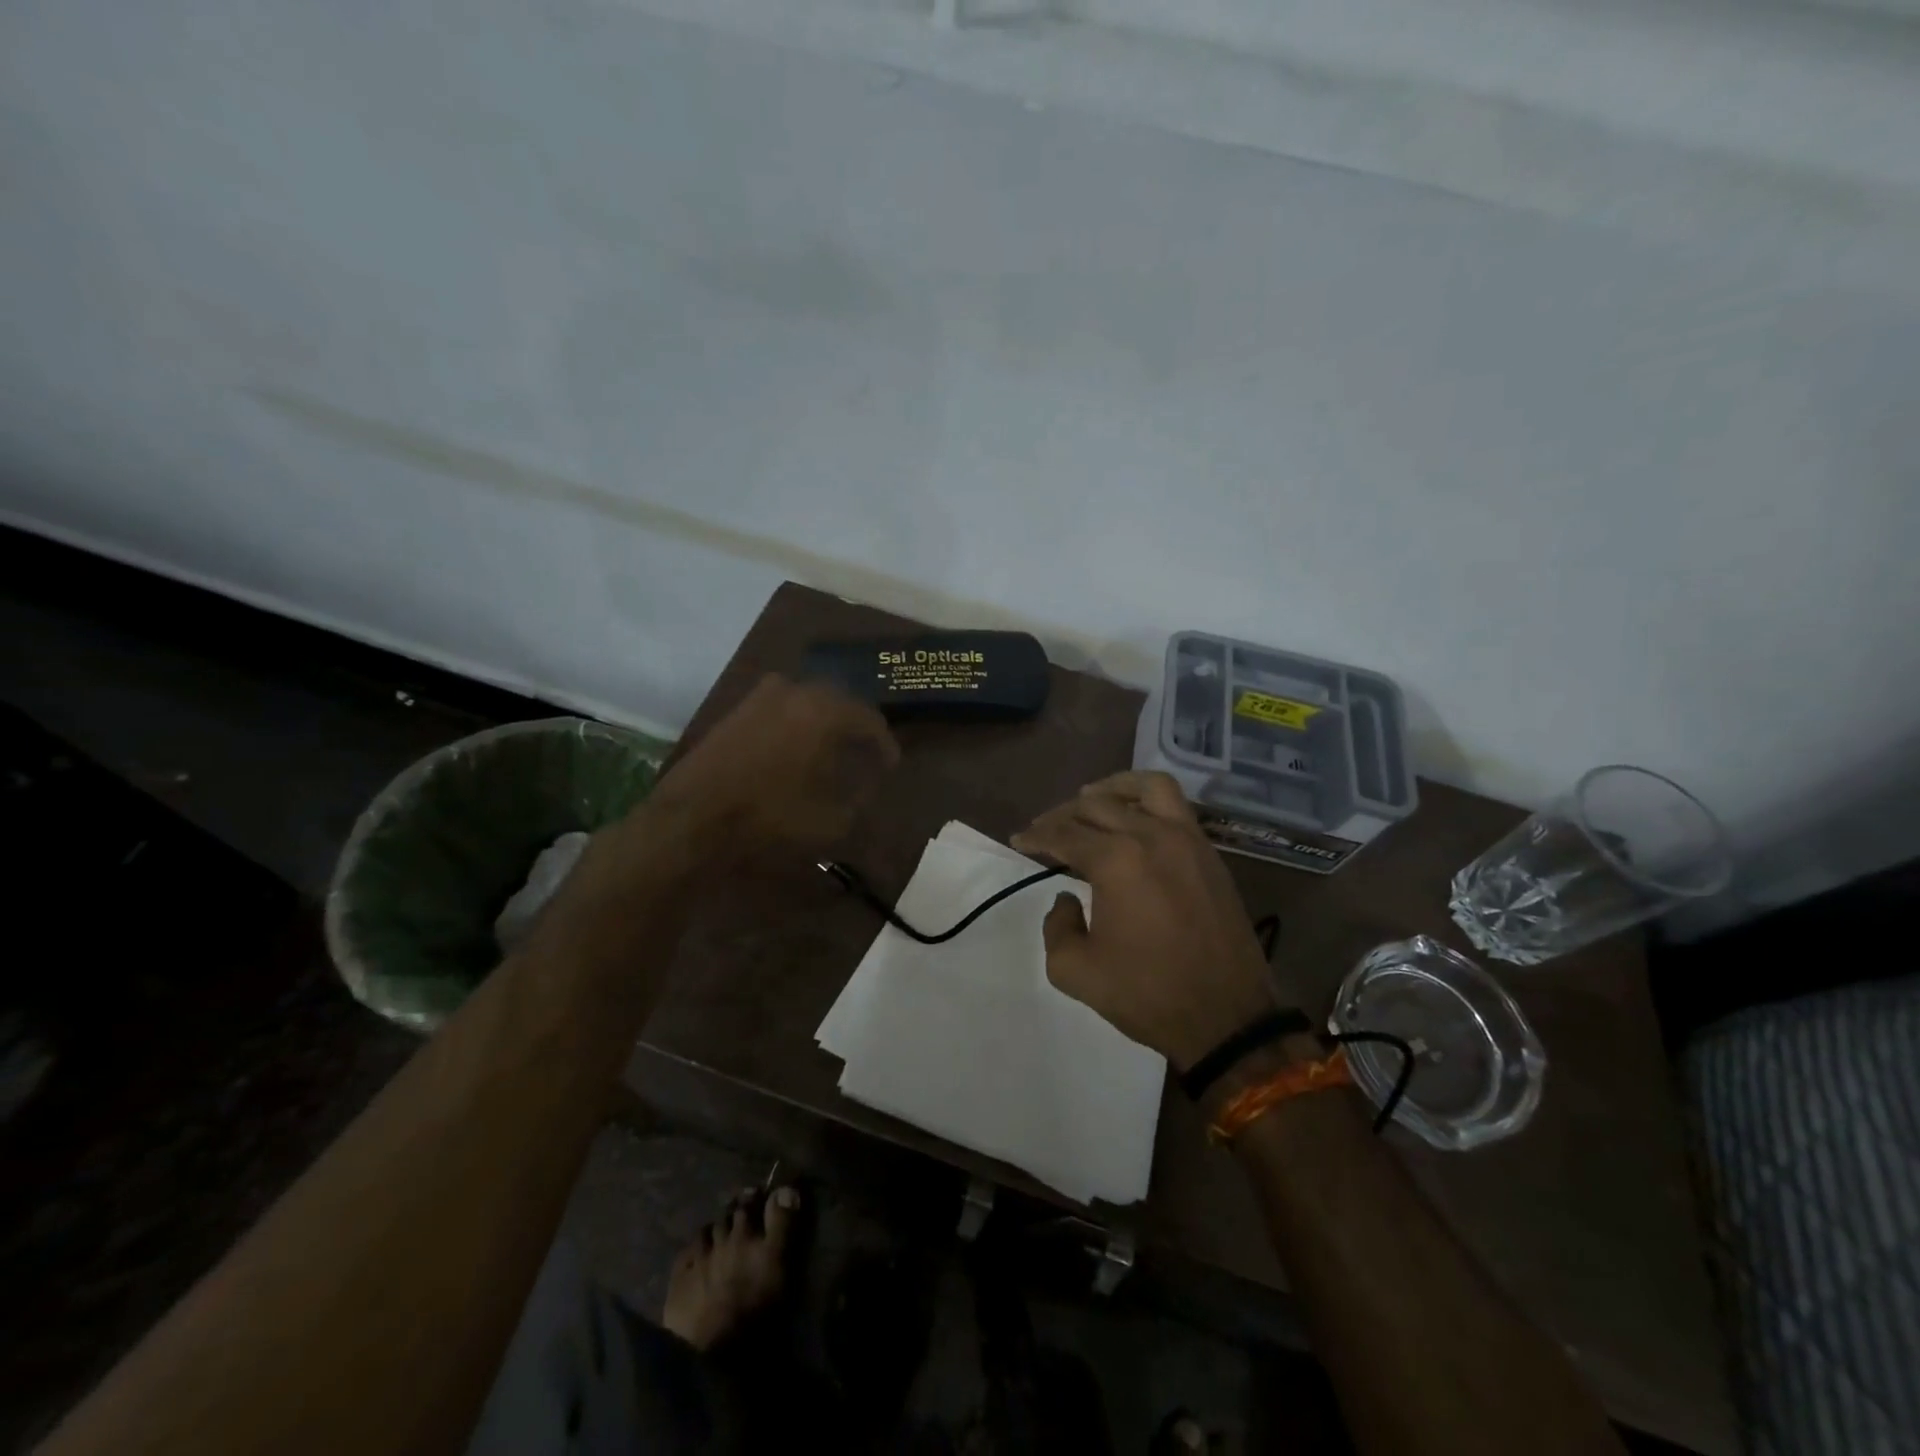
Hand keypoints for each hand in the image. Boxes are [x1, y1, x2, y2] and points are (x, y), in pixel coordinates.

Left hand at [647, 674, 898, 860]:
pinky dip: (797, 726)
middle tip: (865, 755)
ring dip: (825, 725)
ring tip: (833, 754)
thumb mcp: (831, 818)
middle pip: (839, 703)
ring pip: (808, 703)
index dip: (884, 744)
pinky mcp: (737, 710)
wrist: (692, 817)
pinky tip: (798, 751)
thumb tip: (868, 780)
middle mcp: (795, 690)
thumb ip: (860, 795)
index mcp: (824, 710)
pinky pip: (782, 710)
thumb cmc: (769, 816)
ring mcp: (761, 696)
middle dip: (855, 729)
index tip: (891, 765)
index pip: (869, 719)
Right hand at [1012, 771, 1278, 1069]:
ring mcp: (1185, 839)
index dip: (1036, 836)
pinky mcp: (1208, 852)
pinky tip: (1134, 818)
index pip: (1064, 834)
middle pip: (1096, 806)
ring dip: (1112, 788)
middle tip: (1046, 830)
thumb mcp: (1076, 972)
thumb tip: (1067, 899)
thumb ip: (1057, 927)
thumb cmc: (1147, 995)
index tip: (1019, 840)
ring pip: (1145, 788)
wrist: (1227, 1017)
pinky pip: (1176, 805)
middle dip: (1063, 815)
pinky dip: (1148, 799)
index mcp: (1115, 861)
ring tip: (1091, 799)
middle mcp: (1150, 836)